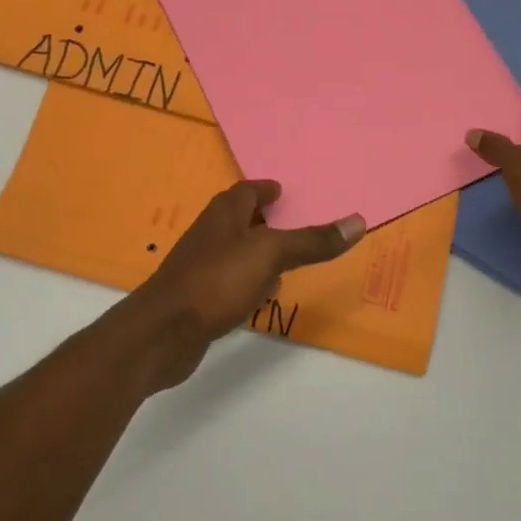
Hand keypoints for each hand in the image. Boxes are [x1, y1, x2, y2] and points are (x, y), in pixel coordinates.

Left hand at [119, 181, 364, 390]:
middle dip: (265, 221)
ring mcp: (201, 266)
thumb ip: (312, 241)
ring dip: (258, 253)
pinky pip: (230, 282)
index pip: (247, 190)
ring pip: (236, 252)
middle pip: (240, 219)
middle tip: (294, 224)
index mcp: (224, 213)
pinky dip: (249, 283)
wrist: (162, 331)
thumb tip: (358, 221)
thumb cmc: (216, 280)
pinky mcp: (198, 297)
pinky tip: (261, 297)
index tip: (284, 191)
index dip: (266, 189)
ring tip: (286, 261)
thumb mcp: (270, 255)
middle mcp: (210, 233)